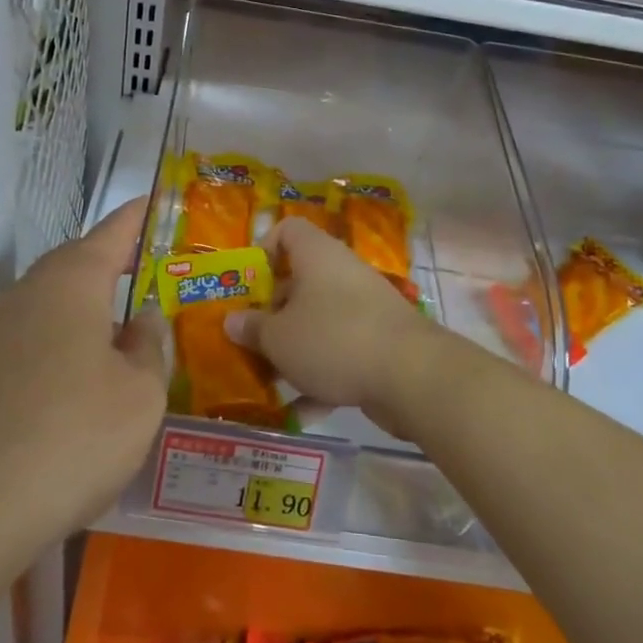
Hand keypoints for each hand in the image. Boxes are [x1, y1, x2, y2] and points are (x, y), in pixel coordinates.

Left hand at [0, 199, 167, 555]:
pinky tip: (75, 387)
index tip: (153, 201)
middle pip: (75, 265)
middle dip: (110, 266)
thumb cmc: (71, 438)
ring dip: (84, 312)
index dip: (136, 218)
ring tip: (117, 335)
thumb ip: (149, 347)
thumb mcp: (140, 395)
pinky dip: (59, 347)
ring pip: (49, 306)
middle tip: (144, 275)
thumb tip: (141, 319)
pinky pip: (29, 342)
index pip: (112, 233)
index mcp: (70, 283)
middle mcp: (26, 295)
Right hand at [227, 217, 443, 440]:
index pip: (287, 231)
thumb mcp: (279, 337)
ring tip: (267, 379)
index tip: (247, 284)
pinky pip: (340, 353)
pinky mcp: (379, 343)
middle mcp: (341, 274)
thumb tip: (232, 320)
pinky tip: (301, 411)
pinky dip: (321, 378)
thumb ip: (252, 328)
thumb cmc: (333, 339)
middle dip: (272, 313)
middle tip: (248, 339)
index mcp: (316, 256)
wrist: (411, 375)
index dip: (263, 249)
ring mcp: (364, 309)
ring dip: (293, 349)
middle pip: (299, 282)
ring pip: (318, 322)